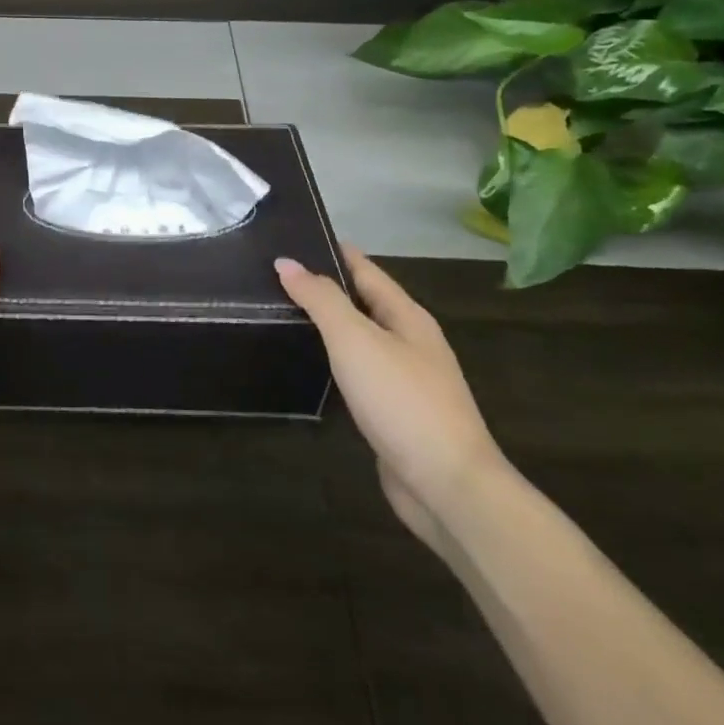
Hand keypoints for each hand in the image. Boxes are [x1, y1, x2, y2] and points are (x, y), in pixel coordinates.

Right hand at [275, 247, 505, 553]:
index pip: (365, 270)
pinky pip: (359, 372)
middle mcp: (410, 342)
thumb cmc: (402, 400)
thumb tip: (287, 262)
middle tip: (275, 276)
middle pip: (364, 302)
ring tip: (283, 313)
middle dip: (325, 287)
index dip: (332, 252)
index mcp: (407, 317)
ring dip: (328, 325)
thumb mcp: (355, 339)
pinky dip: (335, 360)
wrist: (448, 486)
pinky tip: (311, 364)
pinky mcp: (396, 413)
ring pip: (361, 338)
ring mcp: (406, 380)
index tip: (293, 238)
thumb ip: (321, 299)